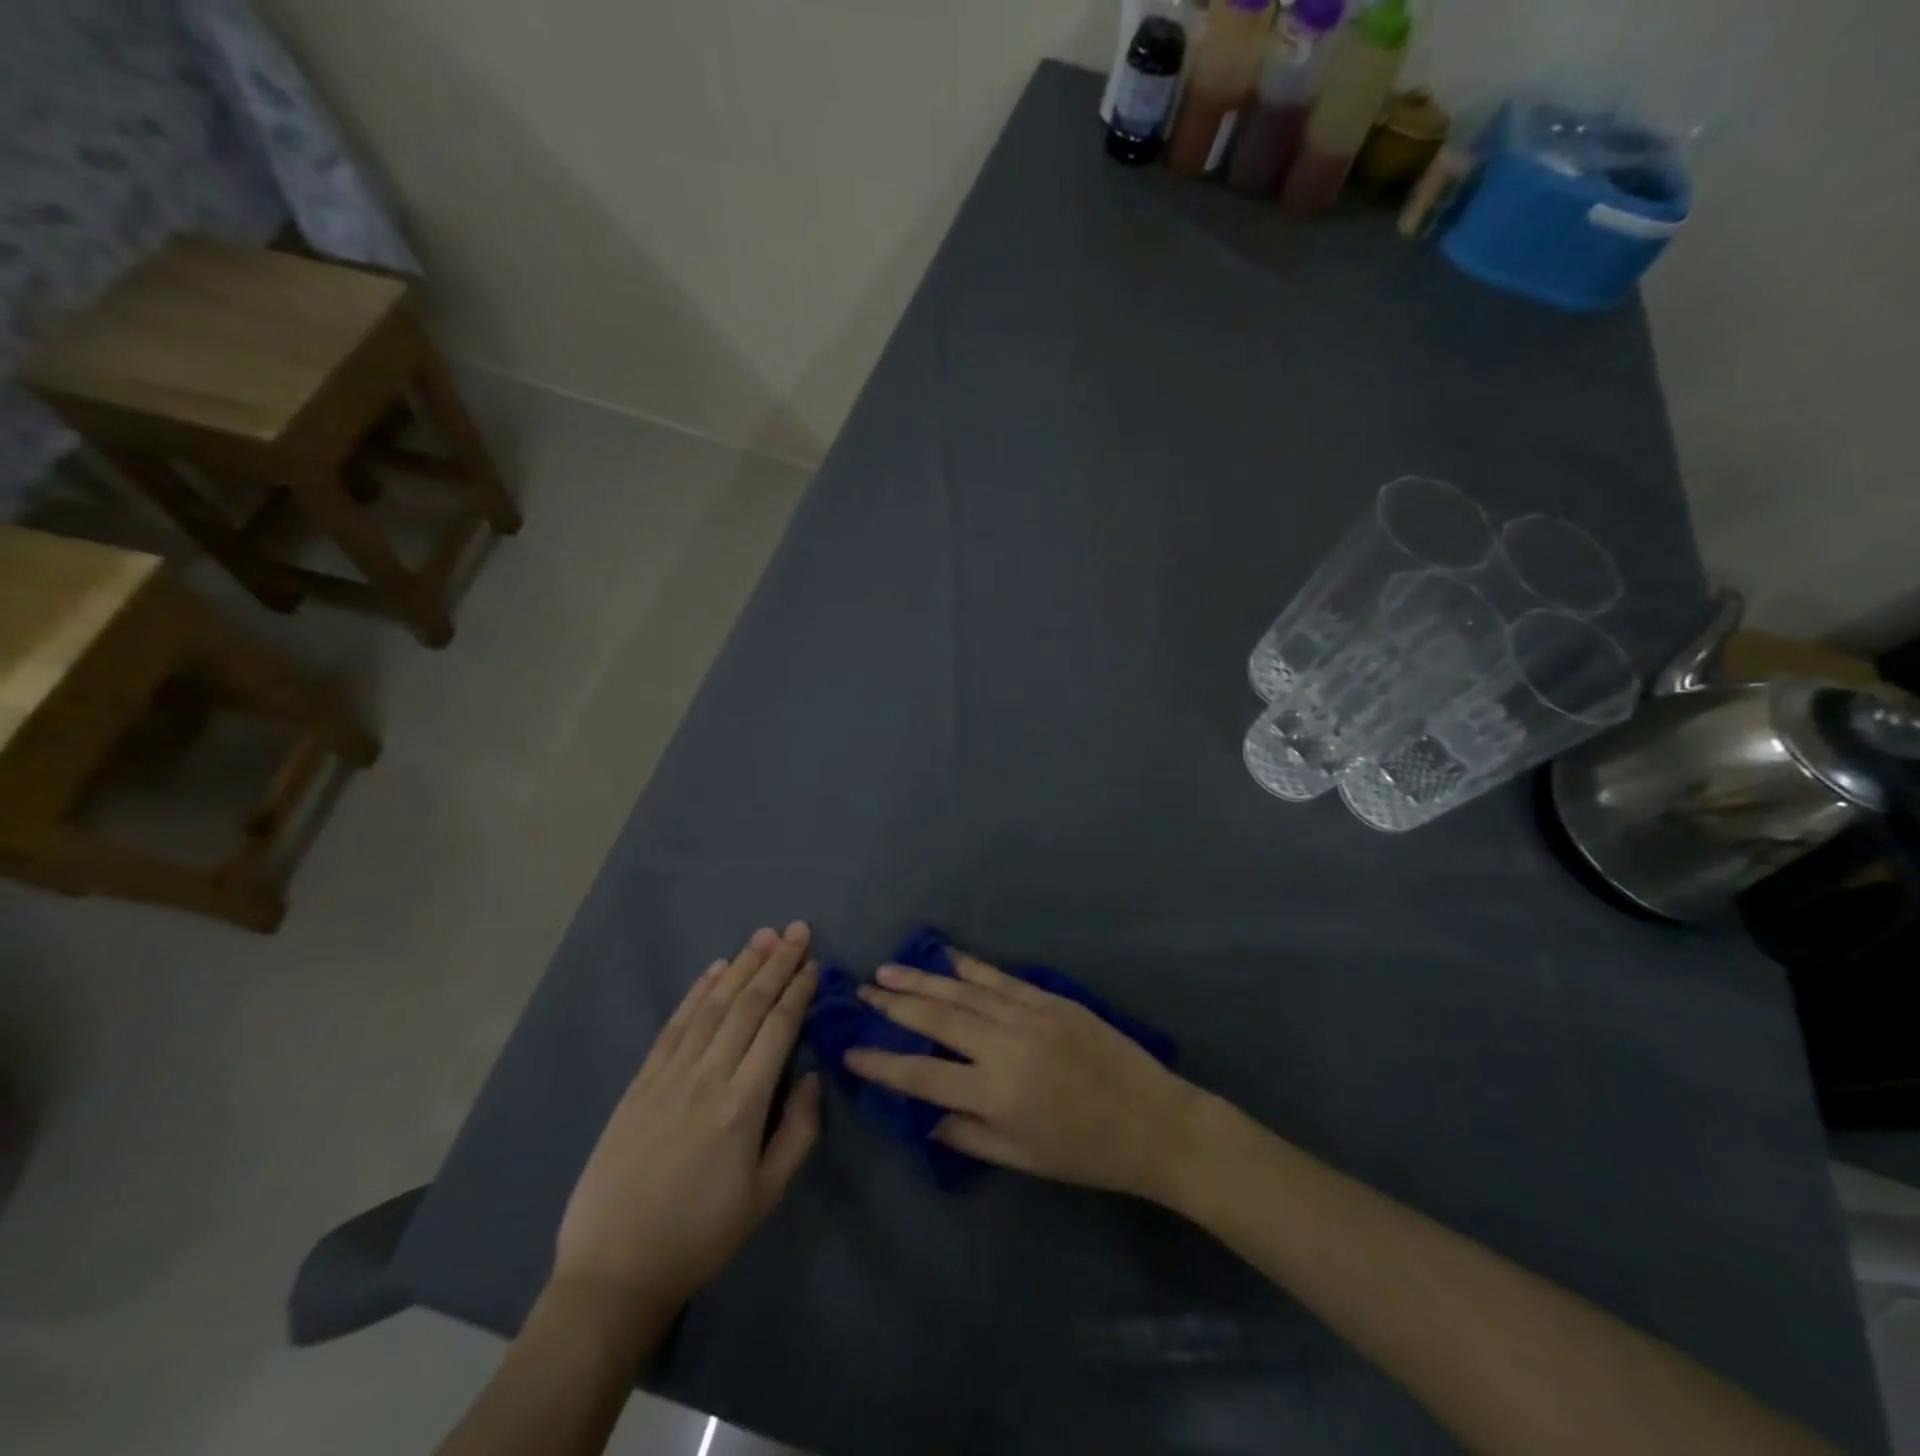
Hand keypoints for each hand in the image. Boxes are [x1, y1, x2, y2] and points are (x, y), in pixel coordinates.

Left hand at [553, 923, 821, 1314]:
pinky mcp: (641, 1081)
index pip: (778, 1028)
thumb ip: (799, 1131)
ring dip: (741, 966)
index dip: (798, 990)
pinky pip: (674, 1024)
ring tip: (763, 935)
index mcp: (744, 1104)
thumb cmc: (701, 1236)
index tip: (814, 963)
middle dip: (776, 963)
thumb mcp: (766, 1196)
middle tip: (797, 930)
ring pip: (712, 1005)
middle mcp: (708, 1076)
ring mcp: (669, 1074)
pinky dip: (697, 992)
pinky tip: (715, 970)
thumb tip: (813, 1075)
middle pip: (748, 1005)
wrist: (613, 1270)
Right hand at [842, 949, 1201, 1199]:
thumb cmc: (1085, 1153)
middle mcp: (1003, 1047)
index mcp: (993, 1094)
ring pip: (963, 992)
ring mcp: (1028, 1016)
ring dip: (922, 979)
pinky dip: (970, 966)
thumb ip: (968, 1135)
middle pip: (936, 1019)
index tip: (850, 1049)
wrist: (1153, 1121)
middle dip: (894, 1005)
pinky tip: (946, 956)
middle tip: (861, 992)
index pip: (921, 1074)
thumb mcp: (1021, 1159)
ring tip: (887, 970)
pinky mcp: (1050, 999)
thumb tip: (926, 1115)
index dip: (882, 1062)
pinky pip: (1001, 978)